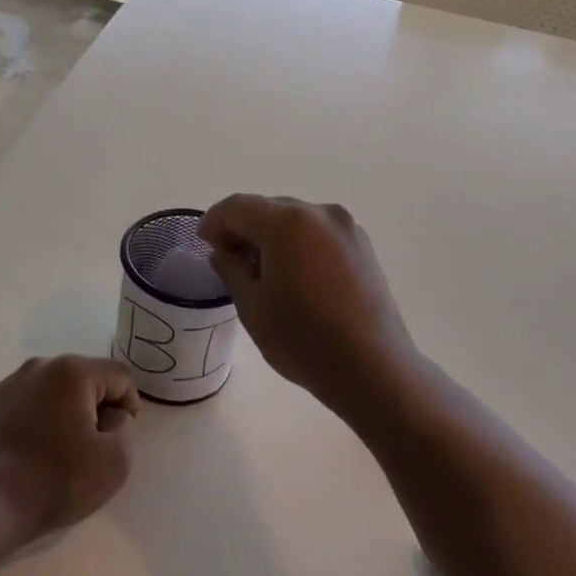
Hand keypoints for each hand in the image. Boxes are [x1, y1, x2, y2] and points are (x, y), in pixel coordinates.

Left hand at [0, 355, 138, 549]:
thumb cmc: (55, 482)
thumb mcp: (115, 462)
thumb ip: (126, 428)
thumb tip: (112, 416)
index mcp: (73, 371)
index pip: (119, 376)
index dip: (129, 407)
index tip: (118, 440)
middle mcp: (40, 366)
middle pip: (85, 379)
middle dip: (96, 408)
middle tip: (92, 448)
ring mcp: (8, 383)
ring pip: (54, 391)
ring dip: (65, 413)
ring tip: (59, 453)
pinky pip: (26, 404)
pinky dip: (36, 421)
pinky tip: (29, 454)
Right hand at [200, 195, 416, 408]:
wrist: (372, 368)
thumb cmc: (303, 339)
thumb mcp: (252, 306)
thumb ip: (231, 269)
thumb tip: (224, 252)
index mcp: (287, 222)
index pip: (238, 207)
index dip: (214, 221)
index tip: (202, 242)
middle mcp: (319, 213)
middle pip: (268, 208)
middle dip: (243, 227)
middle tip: (227, 257)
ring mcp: (346, 228)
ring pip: (295, 219)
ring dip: (271, 235)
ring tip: (259, 269)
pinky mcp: (362, 247)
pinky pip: (318, 233)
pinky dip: (297, 243)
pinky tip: (292, 274)